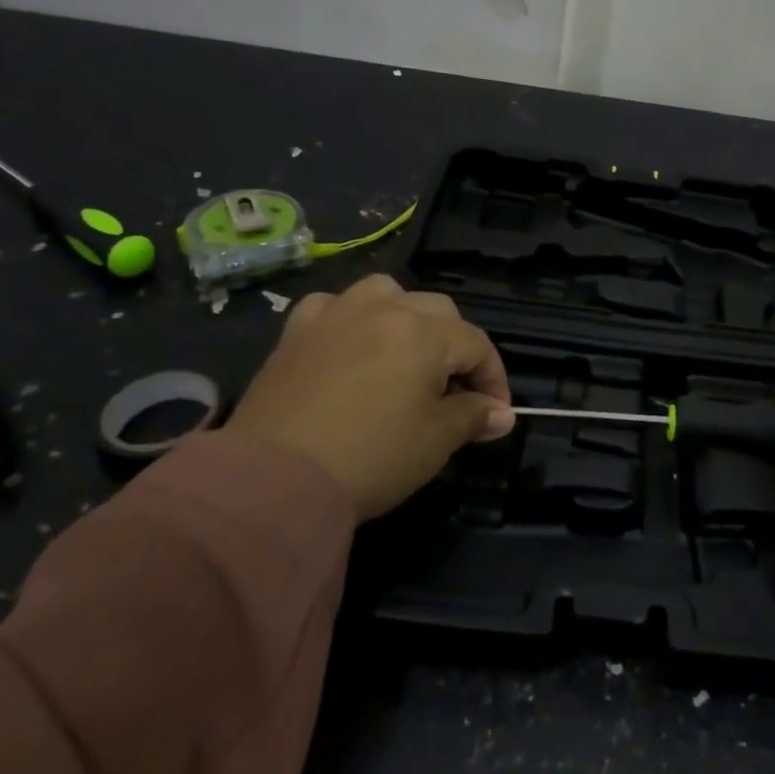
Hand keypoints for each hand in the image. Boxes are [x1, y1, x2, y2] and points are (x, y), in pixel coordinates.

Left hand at [227, 274, 513, 520]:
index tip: (496, 415)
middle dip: (455, 347)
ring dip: (406, 317)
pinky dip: (351, 320)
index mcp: (425, 332)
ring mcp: (337, 313)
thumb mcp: (435, 441)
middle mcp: (384, 308)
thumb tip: (501, 414)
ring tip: (405, 354)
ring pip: (387, 293)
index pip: (477, 344)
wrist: (273, 480)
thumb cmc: (370, 457)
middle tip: (454, 392)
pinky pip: (334, 307)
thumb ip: (473, 417)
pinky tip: (349, 344)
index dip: (494, 379)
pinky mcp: (297, 330)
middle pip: (438, 312)